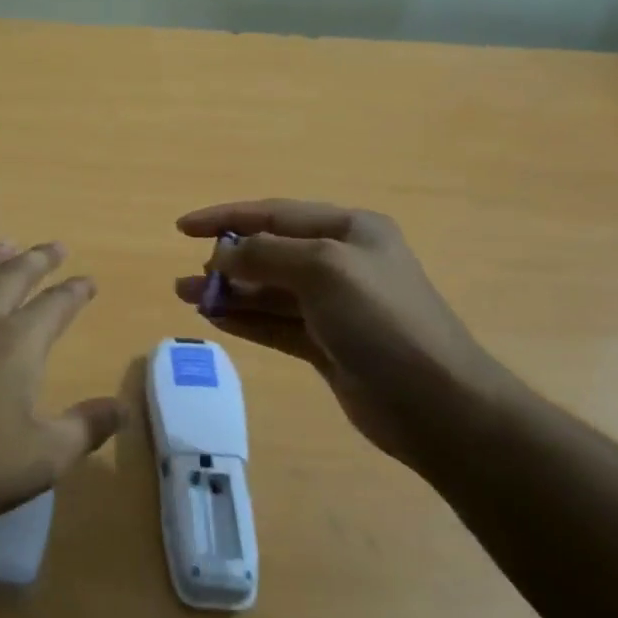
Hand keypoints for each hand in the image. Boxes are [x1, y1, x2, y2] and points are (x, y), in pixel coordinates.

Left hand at [0, 242, 125, 541]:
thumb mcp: (44, 458)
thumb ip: (86, 428)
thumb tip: (120, 407)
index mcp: (17, 344)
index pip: (55, 305)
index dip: (75, 291)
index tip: (88, 282)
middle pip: (11, 279)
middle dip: (36, 260)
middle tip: (54, 247)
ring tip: (4, 246)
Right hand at [175, 200, 514, 468]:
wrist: (436, 403)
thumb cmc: (382, 320)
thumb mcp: (323, 269)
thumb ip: (265, 255)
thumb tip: (223, 256)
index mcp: (349, 231)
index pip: (275, 215)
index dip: (226, 217)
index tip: (181, 228)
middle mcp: (341, 262)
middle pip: (271, 253)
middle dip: (227, 261)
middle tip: (188, 277)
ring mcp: (335, 307)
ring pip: (269, 291)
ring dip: (229, 292)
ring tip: (187, 296)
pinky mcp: (328, 345)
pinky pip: (276, 324)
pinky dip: (246, 320)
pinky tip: (216, 319)